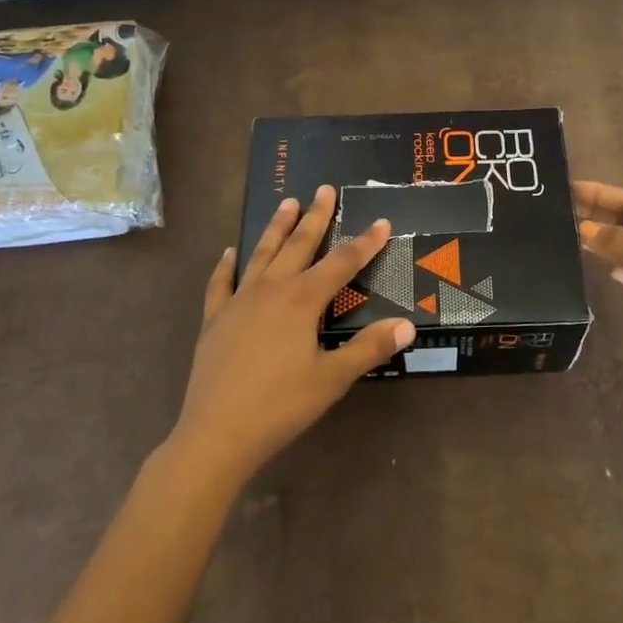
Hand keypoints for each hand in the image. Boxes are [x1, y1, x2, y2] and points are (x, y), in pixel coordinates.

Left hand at [171, 185, 414, 485]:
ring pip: (262, 254)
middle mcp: (271, 290)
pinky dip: (227, 265)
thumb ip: (369, 348)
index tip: (381, 222)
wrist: (216, 433)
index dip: (365, 242)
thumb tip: (407, 325)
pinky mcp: (215, 319)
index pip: (342, 263)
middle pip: (299, 245)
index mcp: (302, 300)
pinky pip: (221, 283)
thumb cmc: (280, 406)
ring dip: (276, 228)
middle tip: (324, 188)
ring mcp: (239, 301)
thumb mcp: (332, 379)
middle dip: (316, 217)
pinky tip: (230, 252)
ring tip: (287, 202)